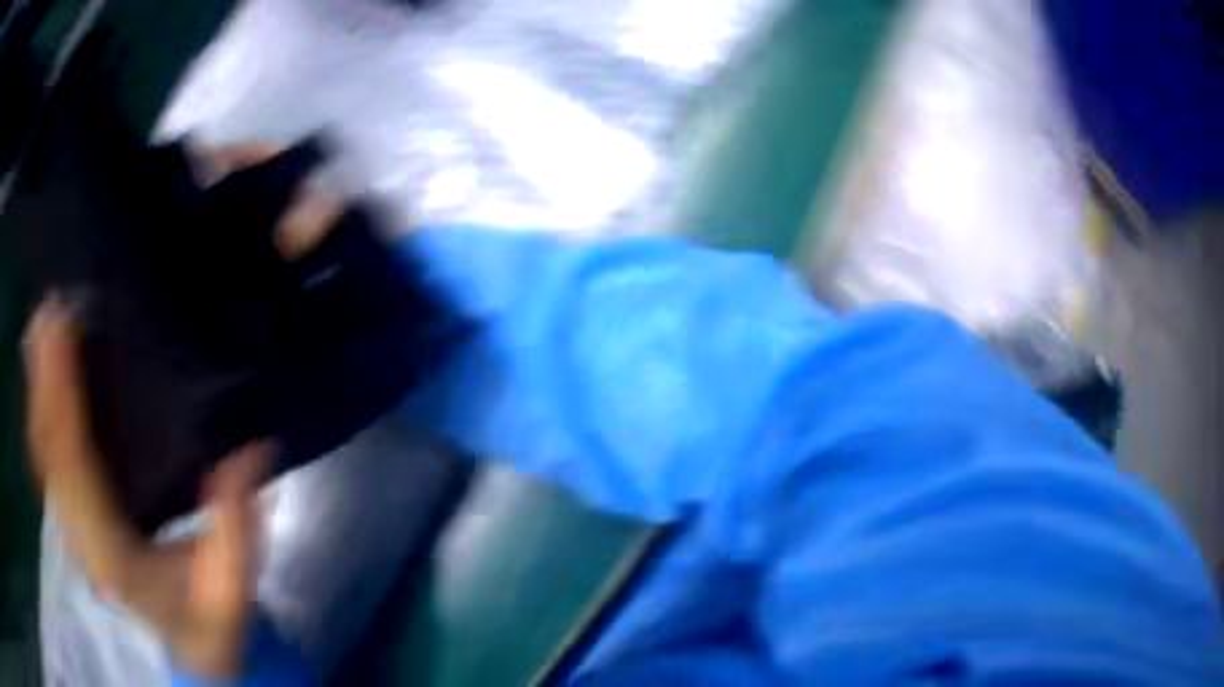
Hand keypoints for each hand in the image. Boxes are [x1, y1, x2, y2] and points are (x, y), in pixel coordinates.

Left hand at [25, 289, 266, 678]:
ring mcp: (74, 531)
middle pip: (49, 452)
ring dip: (37, 388)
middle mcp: (81, 540)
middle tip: (48, 308)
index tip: (64, 331)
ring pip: (43, 454)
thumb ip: (237, 531)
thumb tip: (251, 452)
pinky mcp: (75, 521)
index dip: (64, 398)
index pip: (76, 468)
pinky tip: (41, 379)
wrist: (192, 652)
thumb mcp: (235, 591)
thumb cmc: (212, 623)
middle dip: (42, 378)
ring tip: (41, 327)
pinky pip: (49, 462)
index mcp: (113, 557)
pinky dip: (41, 414)